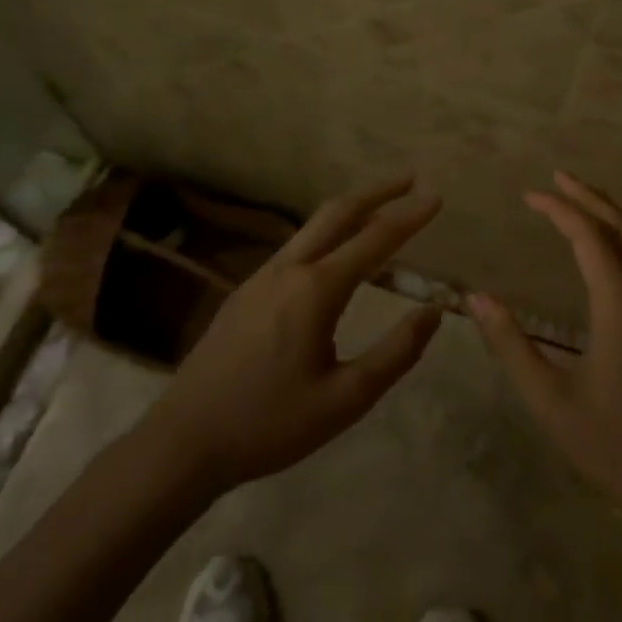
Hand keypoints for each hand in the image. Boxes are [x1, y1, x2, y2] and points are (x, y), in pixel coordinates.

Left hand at [148, 177, 443, 492]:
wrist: (184, 441)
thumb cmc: (270, 424)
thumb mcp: (346, 399)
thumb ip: (396, 352)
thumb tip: (433, 311)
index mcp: (316, 290)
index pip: (374, 239)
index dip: (409, 216)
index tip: (437, 196)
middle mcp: (289, 269)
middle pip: (338, 213)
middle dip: (378, 192)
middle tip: (411, 180)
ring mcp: (261, 276)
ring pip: (313, 227)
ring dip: (351, 210)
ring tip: (380, 210)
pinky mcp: (245, 291)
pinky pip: (296, 247)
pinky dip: (327, 234)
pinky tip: (335, 253)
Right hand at [467, 172, 621, 533]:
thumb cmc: (614, 446)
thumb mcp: (550, 401)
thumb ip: (511, 346)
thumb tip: (478, 297)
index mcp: (621, 308)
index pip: (589, 237)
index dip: (558, 210)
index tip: (529, 195)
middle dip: (589, 197)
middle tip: (557, 177)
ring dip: (613, 215)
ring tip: (583, 201)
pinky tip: (615, 251)